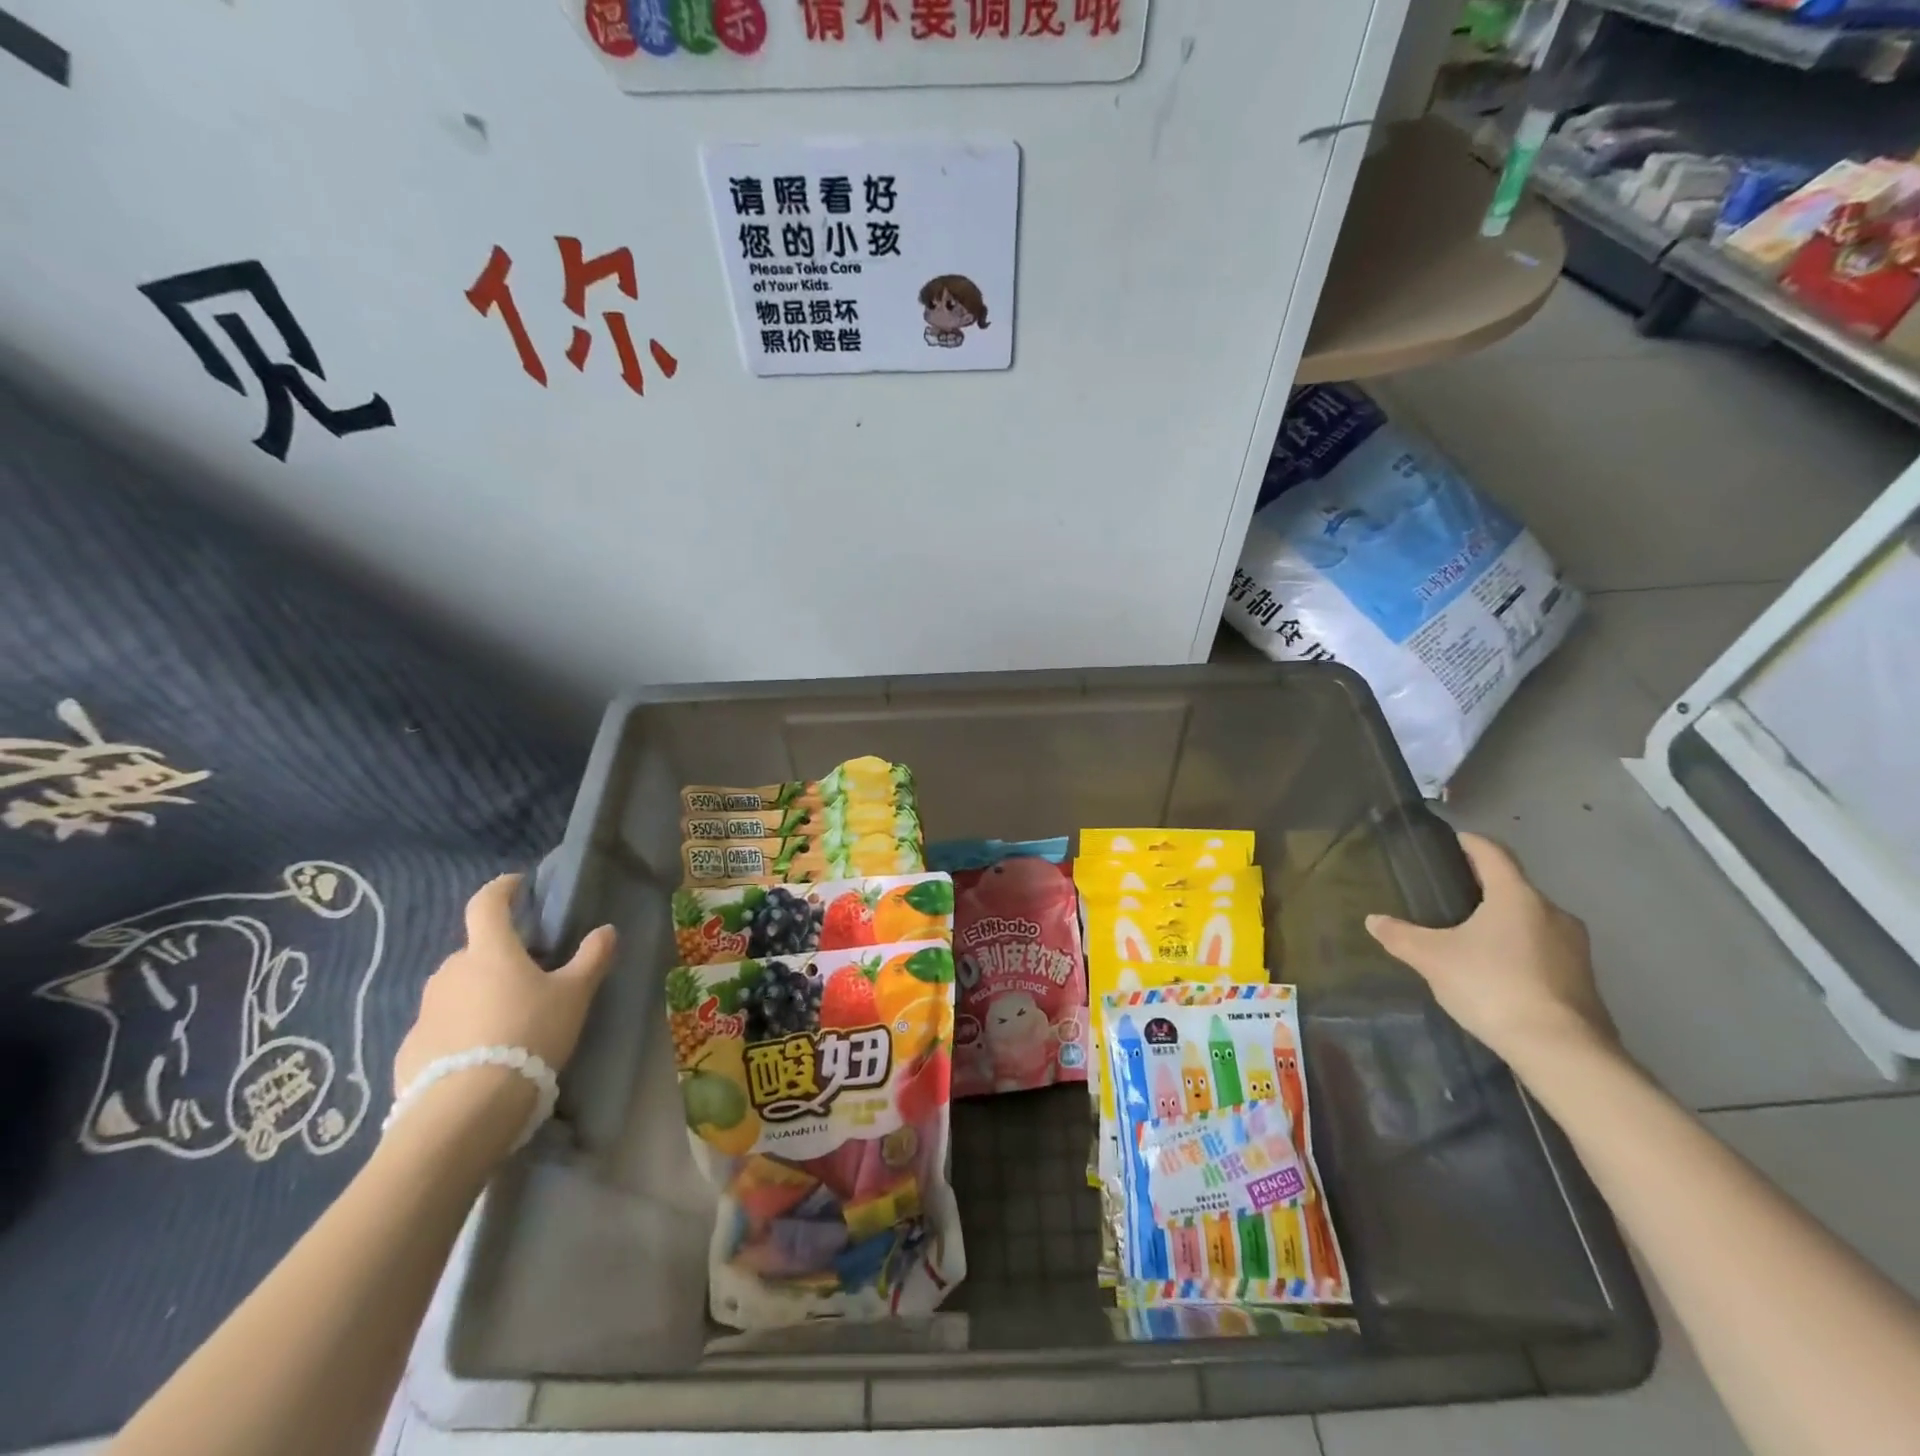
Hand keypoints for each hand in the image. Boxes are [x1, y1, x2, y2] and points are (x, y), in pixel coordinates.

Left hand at [391, 875, 615, 1149]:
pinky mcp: (410, 1049)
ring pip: (457, 989)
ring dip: (478, 994)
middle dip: (498, 955)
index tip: (517, 885)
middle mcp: (450, 971)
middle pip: (475, 951)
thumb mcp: (574, 995)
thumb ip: (591, 959)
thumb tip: (606, 931)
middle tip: (528, 975)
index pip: (487, 904)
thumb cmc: (528, 1033)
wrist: (466, 1108)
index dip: (502, 889)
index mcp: (489, 950)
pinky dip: (460, 1030)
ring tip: (506, 1019)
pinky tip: (481, 1054)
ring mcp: (424, 1011)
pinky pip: (441, 1027)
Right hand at [1364, 833, 1615, 1070]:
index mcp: (1516, 896)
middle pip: (1514, 888)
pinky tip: (1498, 973)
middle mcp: (1553, 913)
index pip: (1493, 854)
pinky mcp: (1584, 981)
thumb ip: (1400, 936)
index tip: (1453, 839)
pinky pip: (1545, 952)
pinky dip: (1520, 952)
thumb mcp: (1432, 958)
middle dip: (1485, 889)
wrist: (1562, 1051)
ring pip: (1532, 922)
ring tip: (1471, 937)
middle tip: (1451, 896)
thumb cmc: (1492, 985)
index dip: (1471, 843)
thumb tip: (1373, 920)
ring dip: (1505, 923)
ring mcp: (1575, 948)